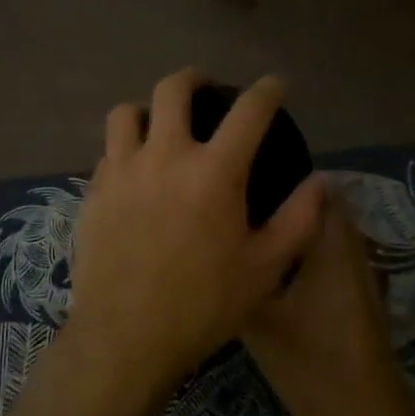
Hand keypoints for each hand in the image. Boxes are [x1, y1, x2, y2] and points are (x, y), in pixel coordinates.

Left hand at [69, 69, 323, 392]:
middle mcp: (164, 156)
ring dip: (148, 110)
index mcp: (214, 171)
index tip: (275, 84)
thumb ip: (298, 219)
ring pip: (127, 112)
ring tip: (160, 126)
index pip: (249, 110)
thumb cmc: (203, 305)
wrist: (125, 337)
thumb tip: (321, 182)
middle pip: (172, 89)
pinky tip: (135, 174)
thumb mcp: (265, 268)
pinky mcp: (94, 191)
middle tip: (205, 88)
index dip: (267, 90)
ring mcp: (121, 170)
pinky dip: (125, 150)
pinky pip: (108, 152)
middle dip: (194, 78)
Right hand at [243, 183, 414, 415]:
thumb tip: (209, 241)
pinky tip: (270, 262)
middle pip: (321, 203)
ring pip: (325, 229)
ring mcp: (358, 272)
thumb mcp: (259, 321)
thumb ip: (237, 275)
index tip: (244, 168)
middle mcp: (349, 247)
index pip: (315, 184)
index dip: (281, 169)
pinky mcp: (357, 293)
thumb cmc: (312, 364)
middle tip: (238, 196)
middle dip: (283, 193)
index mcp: (329, 243)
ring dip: (294, 221)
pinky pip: (328, 251)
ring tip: (248, 223)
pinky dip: (304, 245)